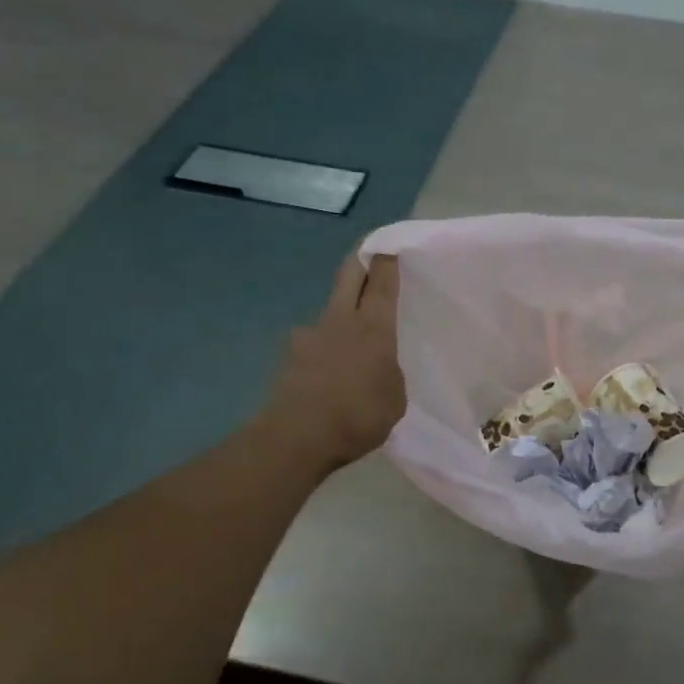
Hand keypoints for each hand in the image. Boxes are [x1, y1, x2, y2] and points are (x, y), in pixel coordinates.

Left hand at [264, 252, 404, 470]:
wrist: (298, 437)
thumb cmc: (358, 415)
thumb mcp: (395, 398)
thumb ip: (389, 373)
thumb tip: (377, 367)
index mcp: (372, 326)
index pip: (381, 282)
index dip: (386, 260)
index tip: (389, 247)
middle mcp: (338, 320)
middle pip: (348, 277)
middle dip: (360, 263)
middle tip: (369, 259)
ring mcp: (308, 336)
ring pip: (330, 314)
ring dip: (341, 319)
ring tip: (351, 349)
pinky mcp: (288, 358)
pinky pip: (314, 347)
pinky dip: (324, 354)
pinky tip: (329, 378)